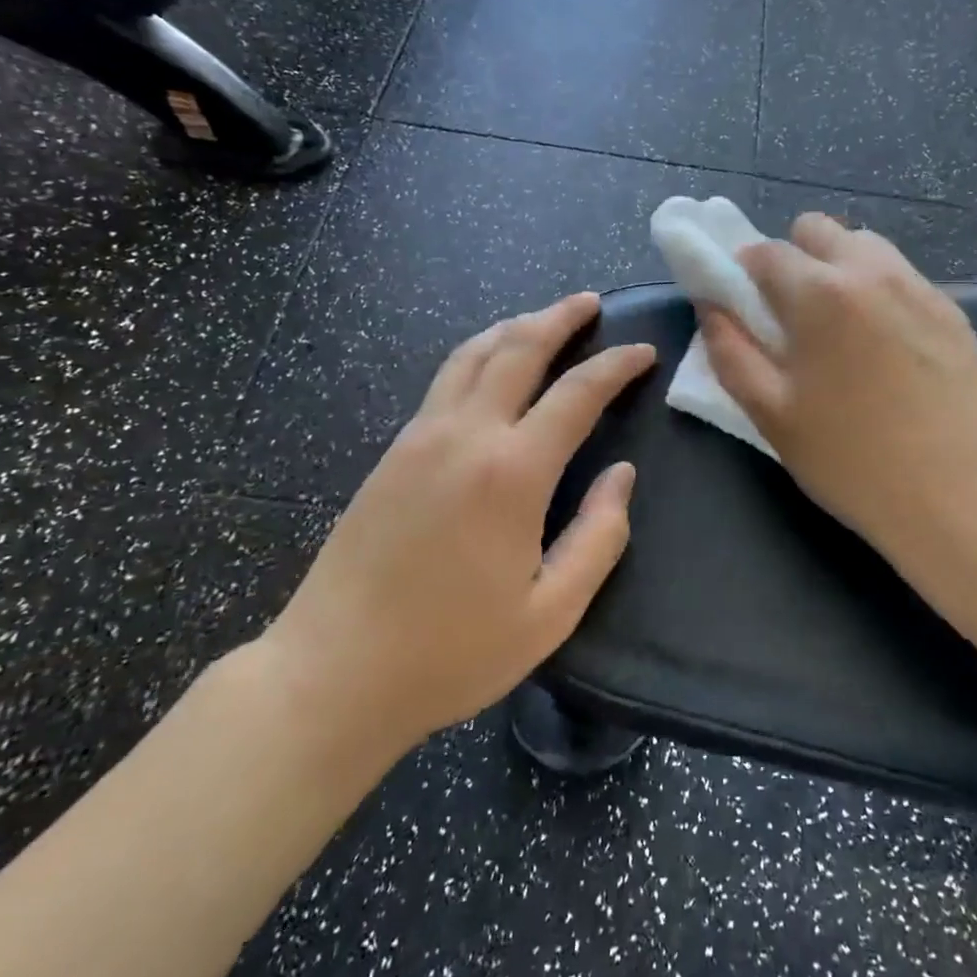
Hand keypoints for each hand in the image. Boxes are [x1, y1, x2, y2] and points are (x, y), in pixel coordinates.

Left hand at [262, 293, 655, 762]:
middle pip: (518, 348)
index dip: (616, 366)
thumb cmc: (451, 652)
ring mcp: (421, 437)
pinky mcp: (392, 451)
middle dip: (560, 318)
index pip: (577, 394)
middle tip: (591, 302)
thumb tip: (622, 475)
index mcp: (511, 473)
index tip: (644, 352)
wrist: (332, 674)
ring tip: (545, 318)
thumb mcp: (550, 613)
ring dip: (515, 326)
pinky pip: (446, 379)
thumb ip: (599, 537)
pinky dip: (480, 353)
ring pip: (473, 353)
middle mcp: (465, 436)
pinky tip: (492, 364)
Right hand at [701, 214, 976, 563]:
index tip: (747, 306)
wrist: (956, 494)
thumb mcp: (771, 413)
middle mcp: (872, 271)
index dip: (745, 273)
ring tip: (842, 328)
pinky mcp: (952, 309)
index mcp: (821, 293)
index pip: (766, 251)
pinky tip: (886, 347)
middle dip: (794, 259)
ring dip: (839, 269)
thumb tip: (712, 306)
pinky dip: (879, 291)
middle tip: (795, 316)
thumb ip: (731, 351)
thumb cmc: (850, 459)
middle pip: (817, 230)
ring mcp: (919, 286)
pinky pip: (900, 276)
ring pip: (864, 245)